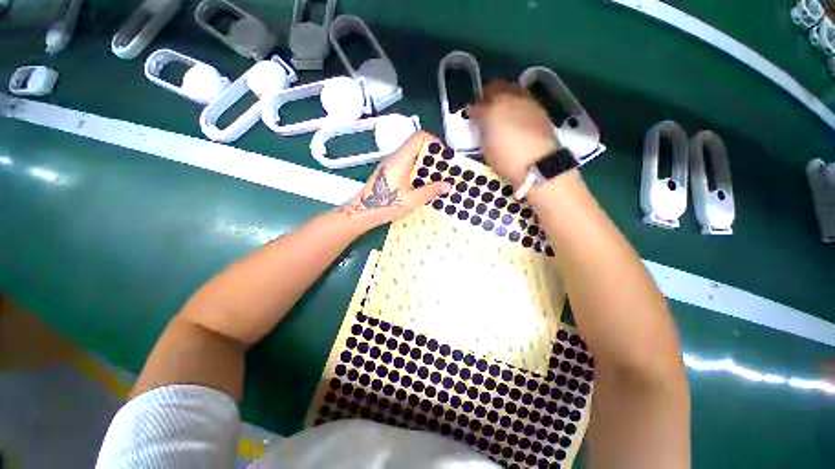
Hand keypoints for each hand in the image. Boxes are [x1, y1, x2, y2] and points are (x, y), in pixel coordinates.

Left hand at [339, 131, 450, 226]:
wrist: (362, 212)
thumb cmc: (386, 205)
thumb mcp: (413, 200)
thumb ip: (431, 191)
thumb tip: (447, 185)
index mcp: (401, 159)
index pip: (420, 137)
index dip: (435, 142)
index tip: (444, 156)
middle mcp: (395, 158)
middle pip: (417, 147)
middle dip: (433, 157)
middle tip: (443, 171)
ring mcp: (390, 165)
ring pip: (412, 157)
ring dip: (426, 166)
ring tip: (436, 180)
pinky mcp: (388, 173)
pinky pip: (406, 166)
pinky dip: (417, 172)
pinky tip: (422, 186)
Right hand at [469, 81, 558, 188]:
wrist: (539, 164)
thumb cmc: (506, 159)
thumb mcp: (487, 149)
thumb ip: (483, 131)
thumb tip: (482, 123)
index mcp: (492, 110)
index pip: (477, 105)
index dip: (472, 110)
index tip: (471, 115)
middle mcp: (509, 99)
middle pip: (496, 87)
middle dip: (488, 95)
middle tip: (485, 107)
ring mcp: (527, 102)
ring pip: (512, 90)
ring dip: (504, 98)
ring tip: (502, 112)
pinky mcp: (540, 109)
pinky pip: (524, 101)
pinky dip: (517, 106)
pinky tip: (516, 118)